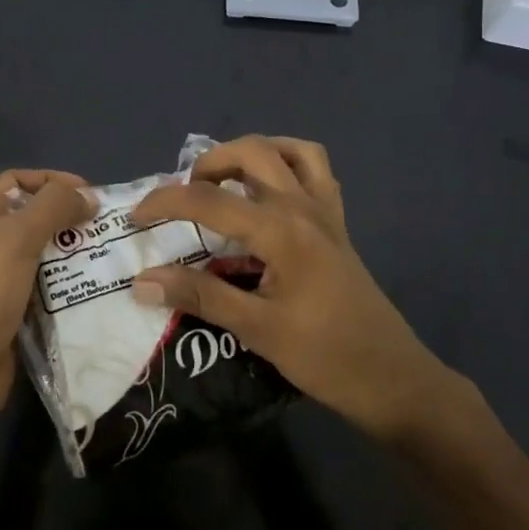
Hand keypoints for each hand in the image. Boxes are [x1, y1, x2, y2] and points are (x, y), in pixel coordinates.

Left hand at [0, 169, 93, 422]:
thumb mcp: (17, 238)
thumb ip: (53, 207)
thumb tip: (88, 195)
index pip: (18, 179)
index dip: (52, 180)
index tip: (88, 192)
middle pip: (34, 214)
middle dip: (68, 216)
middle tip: (105, 224)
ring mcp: (1, 273)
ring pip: (45, 249)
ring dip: (73, 249)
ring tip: (107, 251)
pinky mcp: (15, 303)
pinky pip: (47, 281)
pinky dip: (69, 279)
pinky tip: (95, 281)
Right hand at [129, 135, 455, 442]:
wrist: (392, 378)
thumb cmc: (325, 357)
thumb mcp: (257, 330)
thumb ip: (199, 297)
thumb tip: (142, 281)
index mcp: (281, 230)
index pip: (210, 200)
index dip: (166, 202)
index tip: (136, 217)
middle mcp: (304, 206)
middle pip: (252, 152)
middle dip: (210, 162)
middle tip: (184, 193)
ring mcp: (326, 211)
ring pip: (290, 150)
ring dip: (251, 154)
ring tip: (225, 181)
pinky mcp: (338, 223)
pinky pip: (316, 171)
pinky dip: (288, 164)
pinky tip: (269, 193)